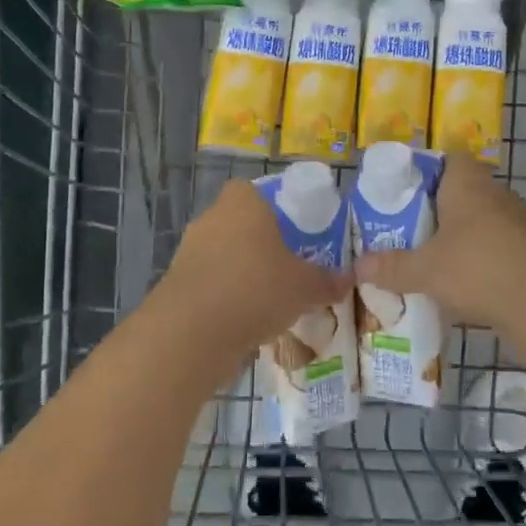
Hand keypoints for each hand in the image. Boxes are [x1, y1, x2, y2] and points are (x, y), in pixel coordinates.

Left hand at [146, 179, 345, 375]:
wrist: (192, 334)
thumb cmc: (256, 289)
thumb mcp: (305, 287)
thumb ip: (327, 281)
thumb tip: (349, 279)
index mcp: (243, 203)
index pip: (255, 191)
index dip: (274, 208)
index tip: (293, 231)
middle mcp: (212, 219)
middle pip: (240, 224)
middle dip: (260, 244)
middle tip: (287, 266)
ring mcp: (189, 252)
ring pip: (223, 255)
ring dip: (241, 273)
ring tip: (269, 300)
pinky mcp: (176, 285)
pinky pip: (209, 284)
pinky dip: (225, 298)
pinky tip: (245, 322)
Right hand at [353, 153, 525, 330]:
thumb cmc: (476, 267)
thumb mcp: (424, 270)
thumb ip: (391, 266)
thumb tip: (358, 266)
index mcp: (467, 182)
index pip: (450, 159)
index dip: (429, 171)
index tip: (409, 193)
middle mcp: (495, 191)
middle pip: (465, 190)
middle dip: (442, 208)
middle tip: (415, 229)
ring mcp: (520, 219)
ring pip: (485, 218)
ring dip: (465, 233)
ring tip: (439, 258)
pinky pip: (501, 243)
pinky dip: (486, 256)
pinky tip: (470, 280)